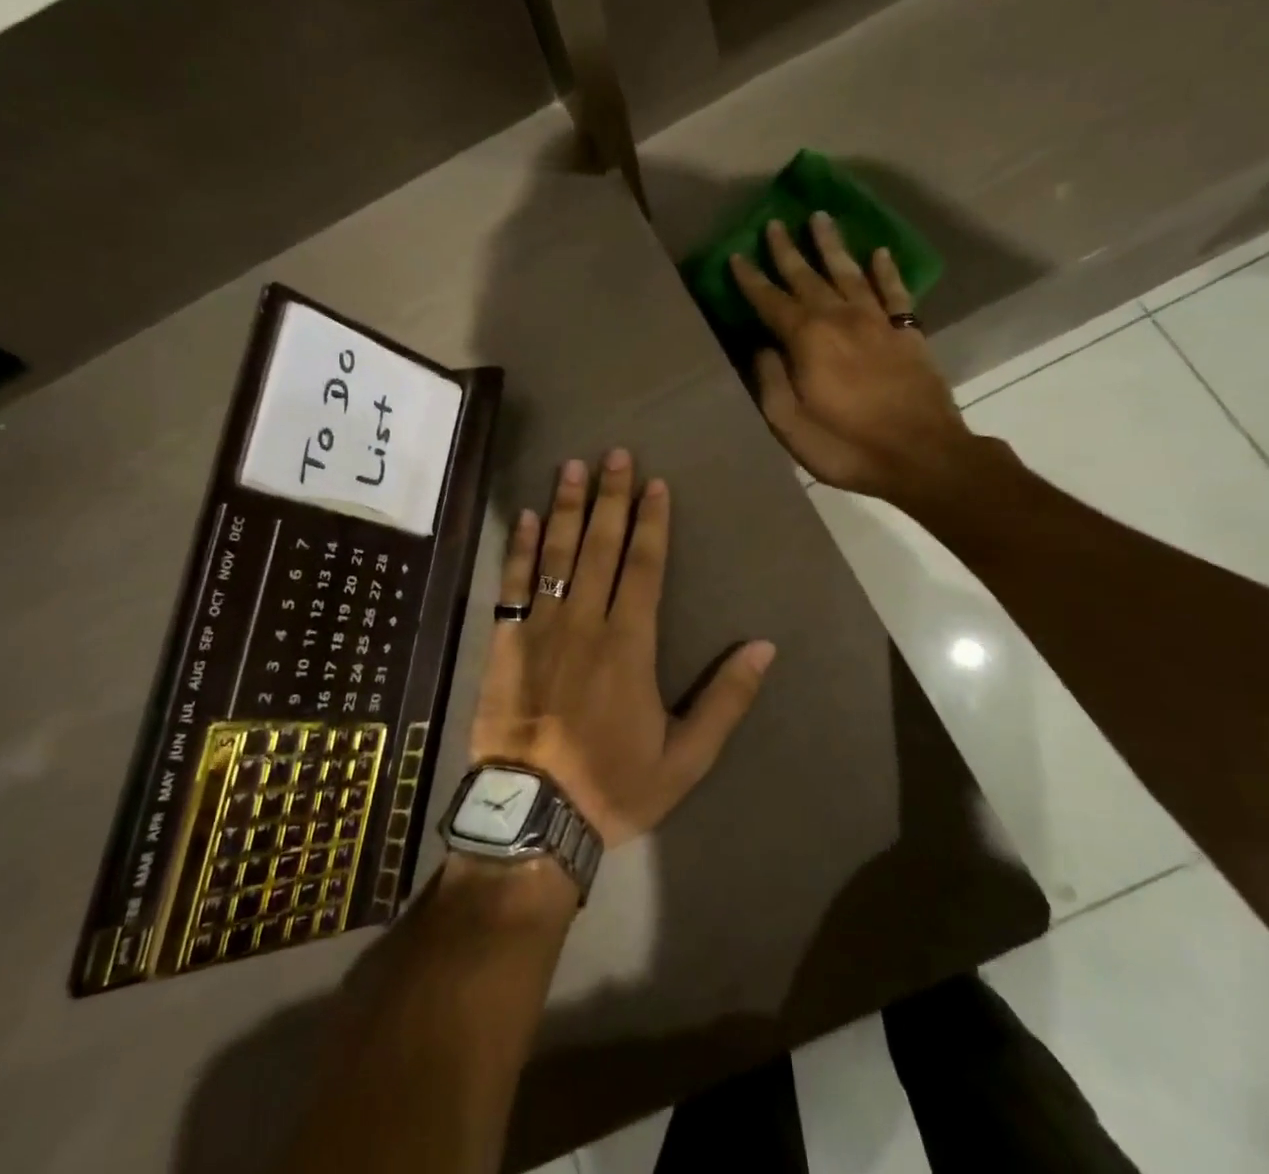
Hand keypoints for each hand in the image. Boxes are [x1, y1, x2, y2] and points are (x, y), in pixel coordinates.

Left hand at [469, 449, 775, 848]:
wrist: (532, 815)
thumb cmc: (612, 785)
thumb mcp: (685, 758)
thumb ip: (726, 700)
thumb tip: (763, 646)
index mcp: (630, 643)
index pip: (644, 565)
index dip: (651, 521)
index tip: (655, 483)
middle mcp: (585, 621)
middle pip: (601, 545)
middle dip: (611, 497)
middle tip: (615, 454)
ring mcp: (541, 626)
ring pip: (556, 553)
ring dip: (565, 507)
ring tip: (572, 466)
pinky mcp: (506, 639)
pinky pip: (512, 582)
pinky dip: (518, 547)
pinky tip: (524, 517)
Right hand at [729, 214, 975, 506]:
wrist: (923, 455)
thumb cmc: (847, 445)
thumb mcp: (790, 425)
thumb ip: (771, 382)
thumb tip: (762, 348)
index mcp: (807, 340)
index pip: (770, 301)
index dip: (751, 279)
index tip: (736, 256)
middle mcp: (840, 319)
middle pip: (808, 276)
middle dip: (788, 250)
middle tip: (775, 223)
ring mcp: (878, 322)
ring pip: (850, 272)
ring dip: (832, 246)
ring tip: (820, 218)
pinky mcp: (908, 332)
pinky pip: (894, 291)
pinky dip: (885, 270)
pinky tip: (878, 253)